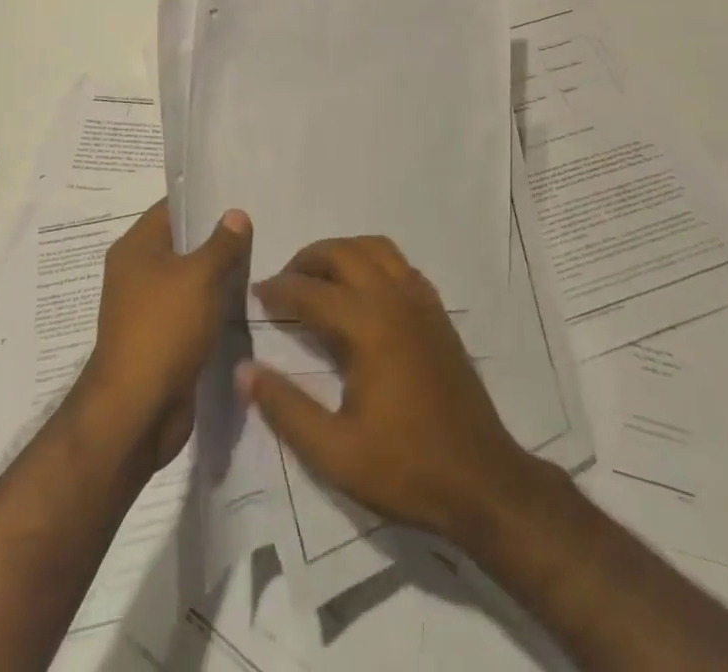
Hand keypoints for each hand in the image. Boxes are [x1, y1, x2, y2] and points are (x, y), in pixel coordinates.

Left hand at [78, 201, 250, 472]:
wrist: (137, 412)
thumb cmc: (164, 328)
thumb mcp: (200, 276)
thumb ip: (222, 243)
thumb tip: (236, 214)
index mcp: (136, 248)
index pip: (171, 208)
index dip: (203, 198)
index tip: (240, 193)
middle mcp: (136, 273)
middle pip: (181, 243)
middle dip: (217, 237)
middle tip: (259, 226)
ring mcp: (147, 309)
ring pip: (189, 279)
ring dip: (218, 274)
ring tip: (260, 260)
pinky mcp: (162, 339)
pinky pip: (191, 310)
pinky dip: (214, 305)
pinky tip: (246, 301)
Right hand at [238, 235, 532, 545]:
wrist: (482, 479)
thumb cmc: (405, 467)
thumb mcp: (334, 452)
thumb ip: (286, 408)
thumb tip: (245, 370)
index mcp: (367, 326)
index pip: (310, 291)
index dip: (278, 290)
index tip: (255, 295)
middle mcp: (394, 298)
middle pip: (343, 252)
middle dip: (308, 259)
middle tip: (284, 283)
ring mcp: (421, 300)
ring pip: (376, 248)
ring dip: (342, 252)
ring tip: (320, 278)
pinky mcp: (437, 311)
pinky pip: (400, 264)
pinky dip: (373, 261)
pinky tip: (363, 291)